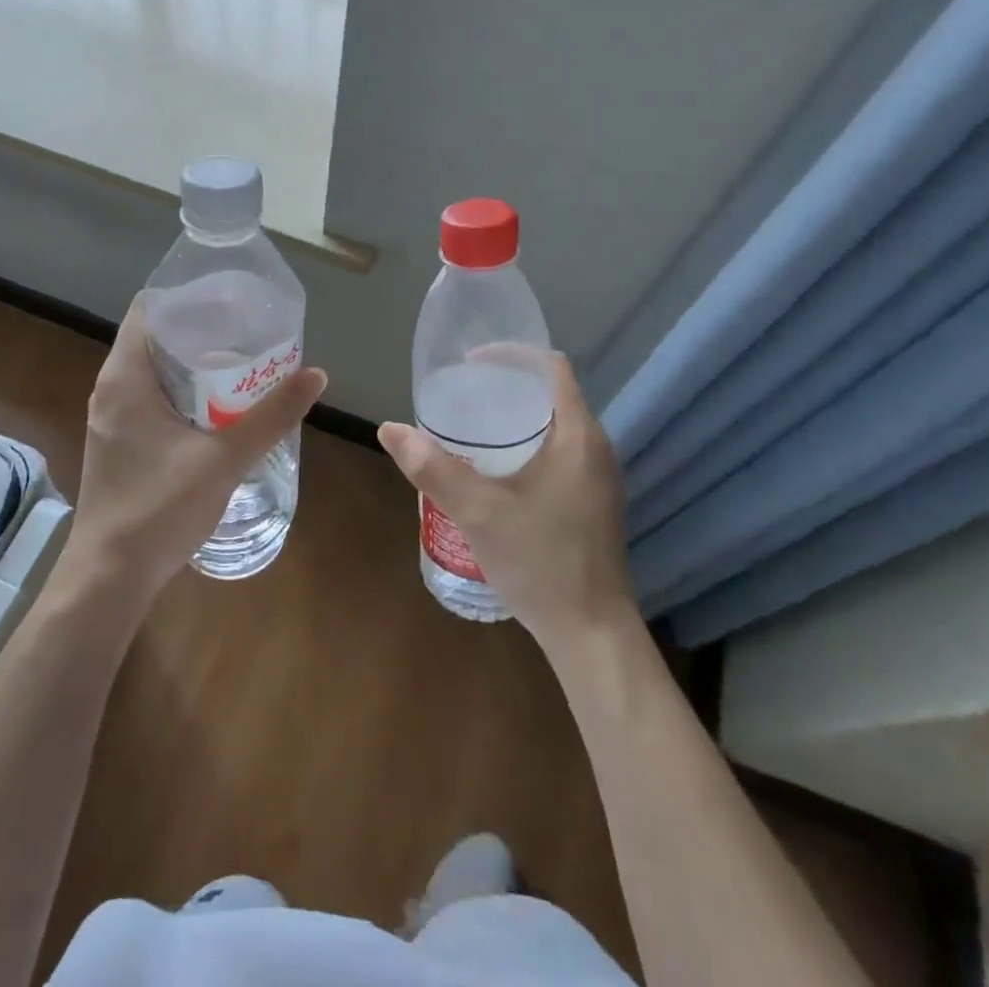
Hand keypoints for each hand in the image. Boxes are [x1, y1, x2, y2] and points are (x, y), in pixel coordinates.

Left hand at [67, 300, 326, 601]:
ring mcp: (112, 417)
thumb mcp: (224, 459)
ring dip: (194, 365)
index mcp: (125, 377)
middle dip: (202, 331)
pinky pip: (151, 398)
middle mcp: (111, 389)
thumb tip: (316, 375)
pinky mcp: (119, 442)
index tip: (231, 301)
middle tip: (249, 332)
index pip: (149, 308)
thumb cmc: (159, 509)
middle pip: (156, 338)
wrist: (109, 577)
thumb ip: (271, 416)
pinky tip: (218, 408)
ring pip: (154, 371)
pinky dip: (183, 392)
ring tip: (242, 364)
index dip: (189, 297)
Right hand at [378, 353, 632, 652]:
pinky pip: (560, 451)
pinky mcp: (594, 501)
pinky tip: (496, 468)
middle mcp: (595, 448)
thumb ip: (432, 468)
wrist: (591, 634)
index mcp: (577, 436)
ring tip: (471, 425)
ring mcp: (598, 477)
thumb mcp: (478, 512)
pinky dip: (528, 443)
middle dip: (506, 386)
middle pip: (551, 393)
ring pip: (555, 425)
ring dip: (517, 417)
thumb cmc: (540, 563)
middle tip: (461, 394)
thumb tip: (389, 429)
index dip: (511, 355)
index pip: (551, 367)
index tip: (470, 363)